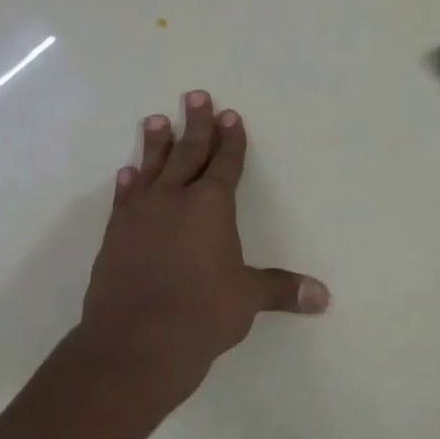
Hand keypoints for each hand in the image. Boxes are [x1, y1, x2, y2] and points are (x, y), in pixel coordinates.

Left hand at [81, 91, 329, 401]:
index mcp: (211, 206)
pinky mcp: (116, 234)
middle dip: (197, 124)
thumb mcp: (246, 299)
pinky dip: (128, 183)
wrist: (135, 343)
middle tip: (196, 96)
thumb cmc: (201, 314)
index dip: (231, 139)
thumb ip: (281, 290)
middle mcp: (175, 199)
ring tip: (157, 119)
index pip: (225, 163)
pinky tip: (127, 172)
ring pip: (152, 168)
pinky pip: (125, 198)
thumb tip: (323, 298)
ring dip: (157, 143)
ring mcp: (141, 214)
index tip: (231, 114)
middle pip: (189, 152)